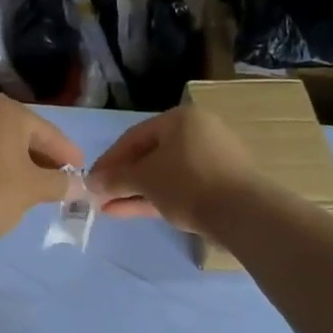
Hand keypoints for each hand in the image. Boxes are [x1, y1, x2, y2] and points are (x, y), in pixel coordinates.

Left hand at [0, 95, 85, 245]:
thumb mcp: (34, 189)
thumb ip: (61, 183)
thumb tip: (79, 185)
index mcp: (3, 110)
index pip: (47, 132)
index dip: (68, 154)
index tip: (82, 171)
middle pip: (23, 135)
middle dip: (44, 158)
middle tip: (63, 179)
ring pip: (2, 145)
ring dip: (22, 163)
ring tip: (40, 186)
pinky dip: (0, 166)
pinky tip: (11, 186)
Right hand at [88, 105, 260, 237]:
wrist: (242, 213)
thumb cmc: (187, 183)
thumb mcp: (144, 178)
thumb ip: (115, 179)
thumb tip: (91, 183)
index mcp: (181, 119)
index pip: (133, 136)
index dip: (108, 159)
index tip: (90, 180)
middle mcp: (197, 133)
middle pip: (149, 155)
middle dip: (121, 178)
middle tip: (99, 195)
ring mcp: (210, 161)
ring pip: (163, 175)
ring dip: (135, 191)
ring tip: (108, 208)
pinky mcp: (217, 186)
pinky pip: (178, 188)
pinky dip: (155, 198)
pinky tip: (129, 211)